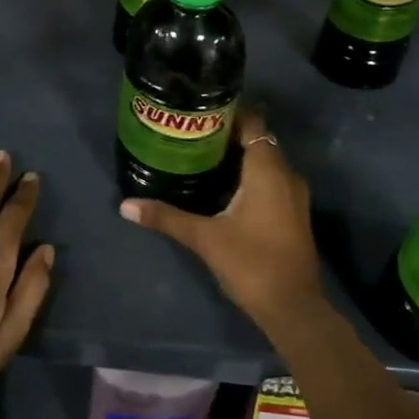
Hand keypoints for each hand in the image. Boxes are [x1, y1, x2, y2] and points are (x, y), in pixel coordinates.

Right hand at [119, 110, 325, 331]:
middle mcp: (286, 175)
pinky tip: (220, 186)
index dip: (228, 112)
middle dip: (227, 134)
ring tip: (199, 155)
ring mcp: (293, 195)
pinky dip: (248, 176)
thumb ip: (166, 217)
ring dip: (237, 157)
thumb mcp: (204, 238)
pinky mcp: (292, 213)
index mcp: (268, 170)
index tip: (198, 110)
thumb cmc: (251, 263)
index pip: (252, 122)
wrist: (293, 308)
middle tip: (190, 133)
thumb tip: (125, 205)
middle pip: (257, 140)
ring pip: (264, 162)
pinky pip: (269, 180)